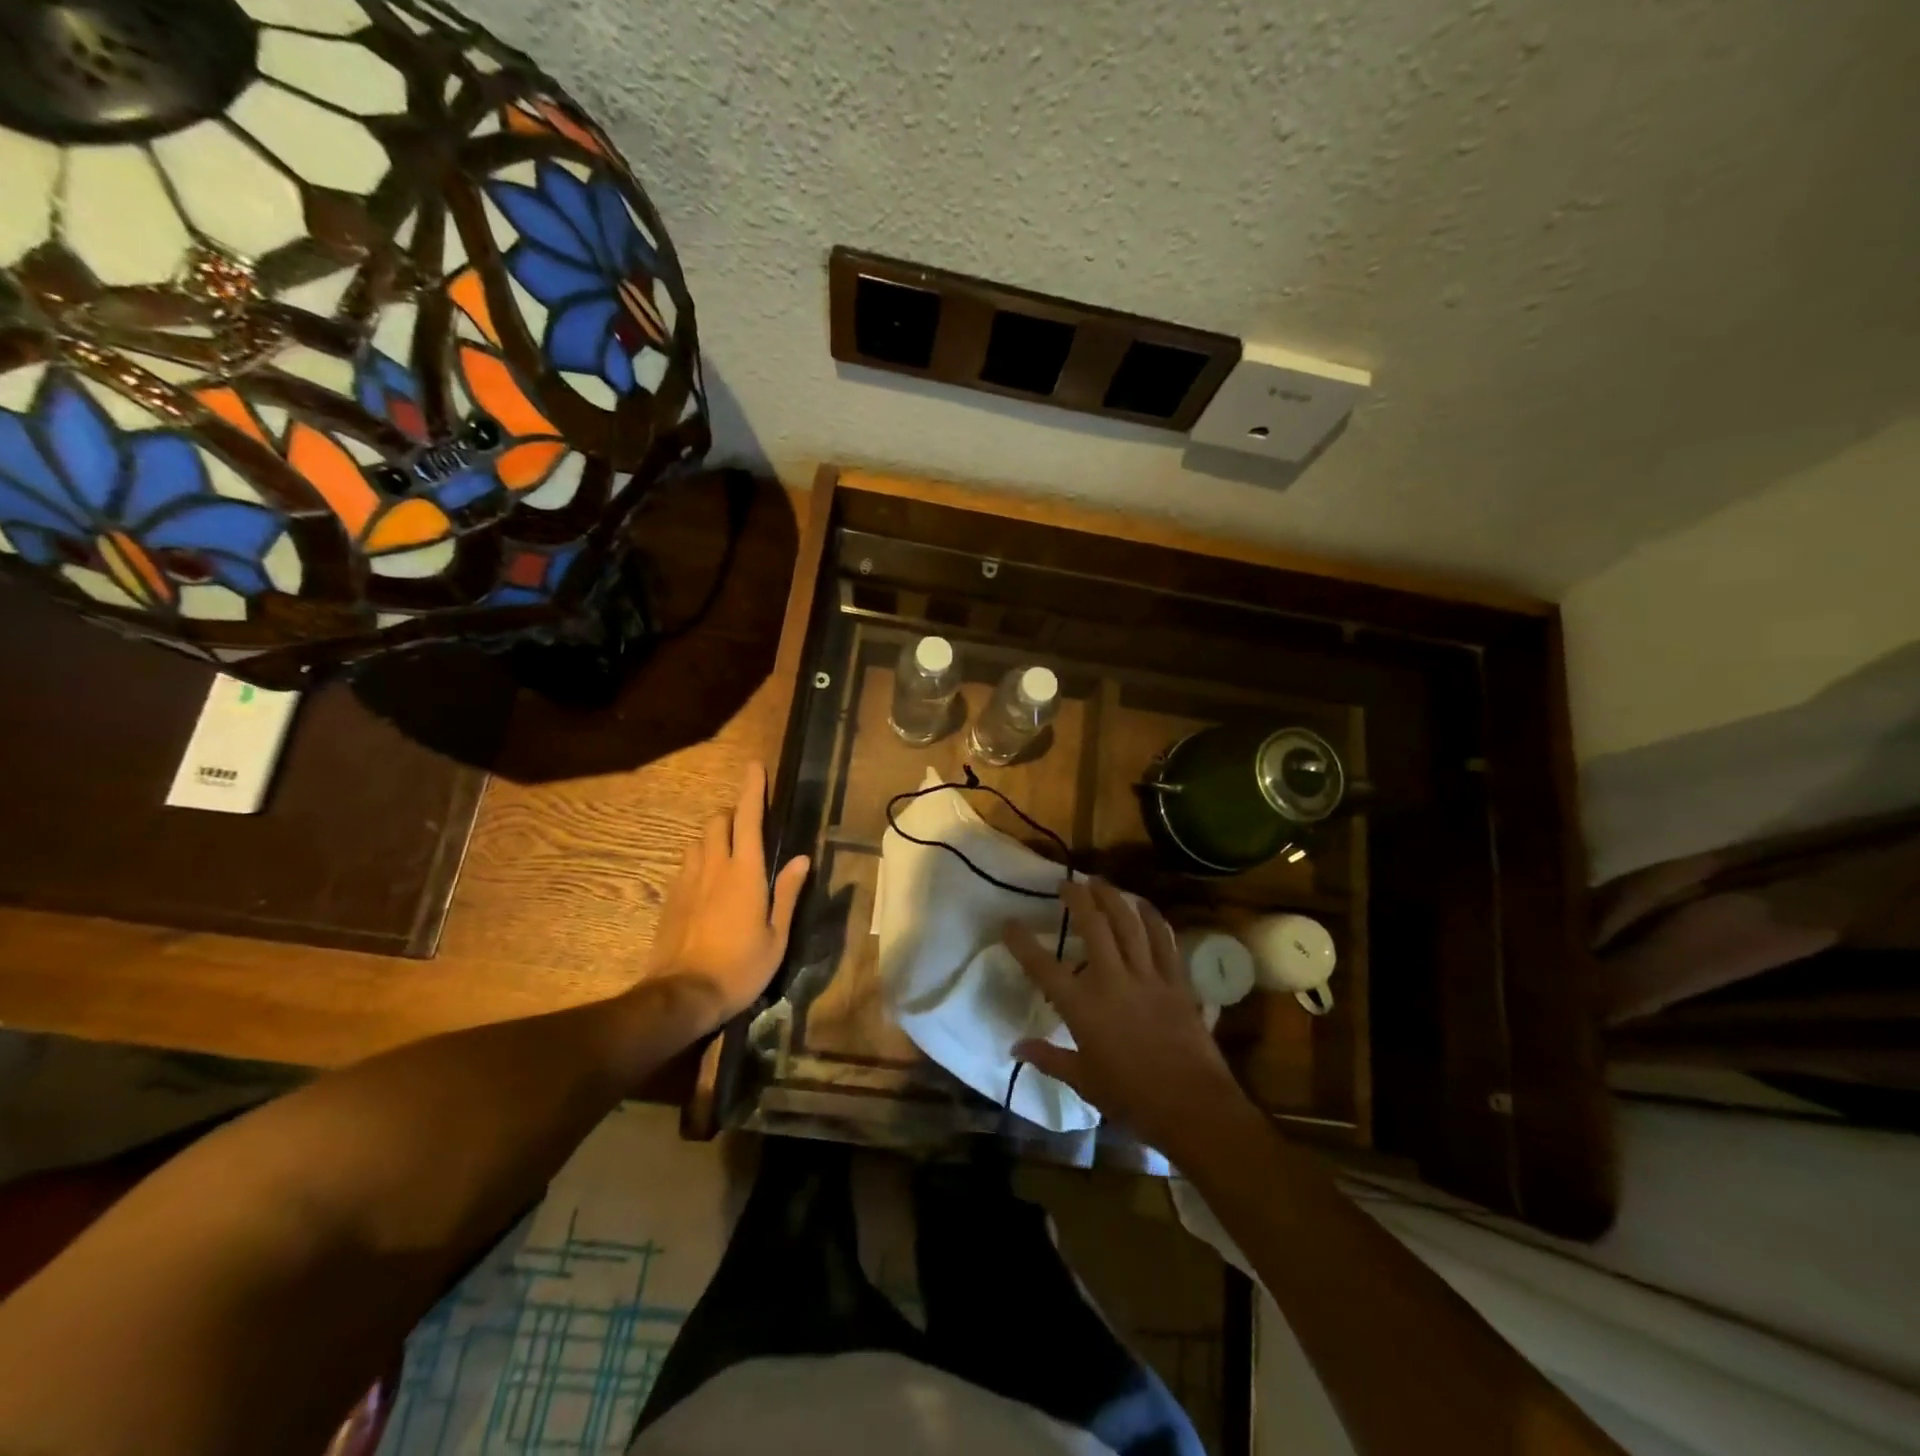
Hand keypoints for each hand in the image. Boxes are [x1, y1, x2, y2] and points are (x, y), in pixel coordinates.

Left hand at [643, 761, 809, 1033]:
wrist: (682, 996)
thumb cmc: (741, 968)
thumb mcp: (777, 935)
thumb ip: (787, 892)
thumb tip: (801, 858)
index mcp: (745, 872)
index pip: (749, 818)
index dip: (753, 789)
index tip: (755, 766)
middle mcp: (714, 866)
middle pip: (717, 820)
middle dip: (732, 813)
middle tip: (749, 826)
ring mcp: (688, 881)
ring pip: (698, 840)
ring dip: (714, 836)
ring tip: (729, 854)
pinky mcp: (671, 898)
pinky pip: (686, 864)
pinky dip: (700, 860)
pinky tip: (709, 883)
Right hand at [1006, 878, 1249, 1161]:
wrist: (1192, 1107)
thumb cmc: (1131, 1098)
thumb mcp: (1083, 1081)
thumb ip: (1048, 1058)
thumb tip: (1016, 1047)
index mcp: (1083, 1007)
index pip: (1043, 967)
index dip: (1022, 942)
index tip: (1009, 923)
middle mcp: (1112, 981)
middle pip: (1093, 926)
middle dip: (1078, 898)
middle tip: (1066, 883)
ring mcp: (1147, 977)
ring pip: (1129, 924)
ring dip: (1112, 898)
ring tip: (1100, 882)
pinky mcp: (1176, 981)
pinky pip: (1164, 940)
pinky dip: (1152, 918)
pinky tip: (1143, 904)